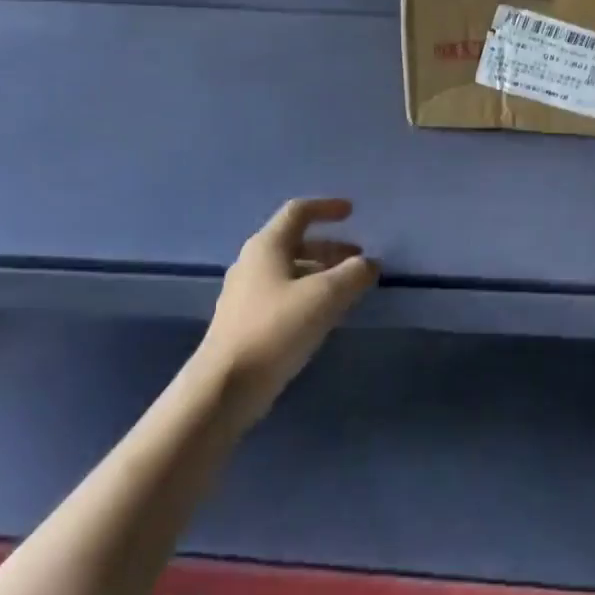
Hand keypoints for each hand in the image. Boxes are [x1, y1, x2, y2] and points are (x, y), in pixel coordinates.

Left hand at [196, 198, 377, 423]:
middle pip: (296, 242)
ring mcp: (246, 294)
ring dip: (321, 272)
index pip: (299, 211)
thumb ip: (353, 274)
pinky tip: (324, 314)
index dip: (327, 207)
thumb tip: (369, 263)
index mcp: (267, 246)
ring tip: (348, 288)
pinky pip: (283, 294)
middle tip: (359, 259)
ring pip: (290, 270)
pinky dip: (308, 294)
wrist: (225, 387)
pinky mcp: (246, 322)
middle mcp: (253, 262)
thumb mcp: (325, 297)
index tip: (353, 212)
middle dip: (330, 247)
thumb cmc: (276, 329)